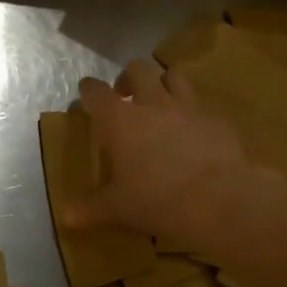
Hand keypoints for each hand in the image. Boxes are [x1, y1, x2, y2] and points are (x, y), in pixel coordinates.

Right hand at [69, 60, 250, 238]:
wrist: (220, 200)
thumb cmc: (158, 201)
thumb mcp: (118, 209)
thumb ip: (91, 209)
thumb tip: (66, 217)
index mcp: (120, 121)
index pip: (96, 92)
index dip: (88, 90)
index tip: (86, 94)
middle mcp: (152, 103)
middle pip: (138, 69)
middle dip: (128, 77)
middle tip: (125, 96)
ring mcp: (188, 106)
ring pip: (173, 75)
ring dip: (162, 83)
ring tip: (160, 103)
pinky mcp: (215, 118)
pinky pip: (200, 103)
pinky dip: (191, 110)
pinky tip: (192, 130)